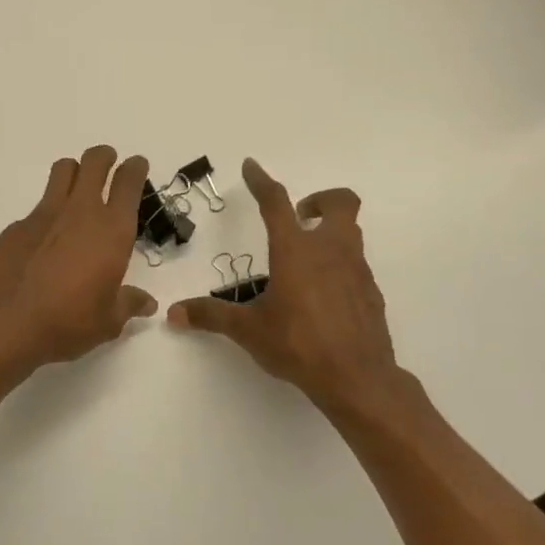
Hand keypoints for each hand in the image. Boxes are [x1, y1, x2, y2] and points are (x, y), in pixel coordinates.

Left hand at [0, 146, 158, 372]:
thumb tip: (147, 303)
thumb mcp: (108, 321)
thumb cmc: (68, 322)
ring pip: (63, 170)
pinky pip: (37, 206)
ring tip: (76, 188)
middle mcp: (80, 212)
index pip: (128, 182)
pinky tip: (44, 240)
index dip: (135, 168)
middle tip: (108, 166)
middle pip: (94, 161)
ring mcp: (44, 214)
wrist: (6, 324)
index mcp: (112, 231)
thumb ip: (129, 304)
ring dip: (74, 171)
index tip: (137, 166)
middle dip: (104, 158)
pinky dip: (47, 213)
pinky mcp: (16, 226)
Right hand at [168, 158, 404, 421]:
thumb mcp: (249, 330)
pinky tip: (322, 294)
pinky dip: (339, 265)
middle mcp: (330, 250)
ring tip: (304, 259)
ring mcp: (356, 269)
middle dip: (319, 200)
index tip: (251, 166)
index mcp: (296, 251)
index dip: (261, 181)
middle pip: (340, 201)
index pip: (276, 203)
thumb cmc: (298, 345)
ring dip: (329, 232)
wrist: (357, 378)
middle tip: (299, 218)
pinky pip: (356, 264)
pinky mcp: (370, 291)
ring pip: (351, 231)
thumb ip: (211, 316)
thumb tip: (174, 313)